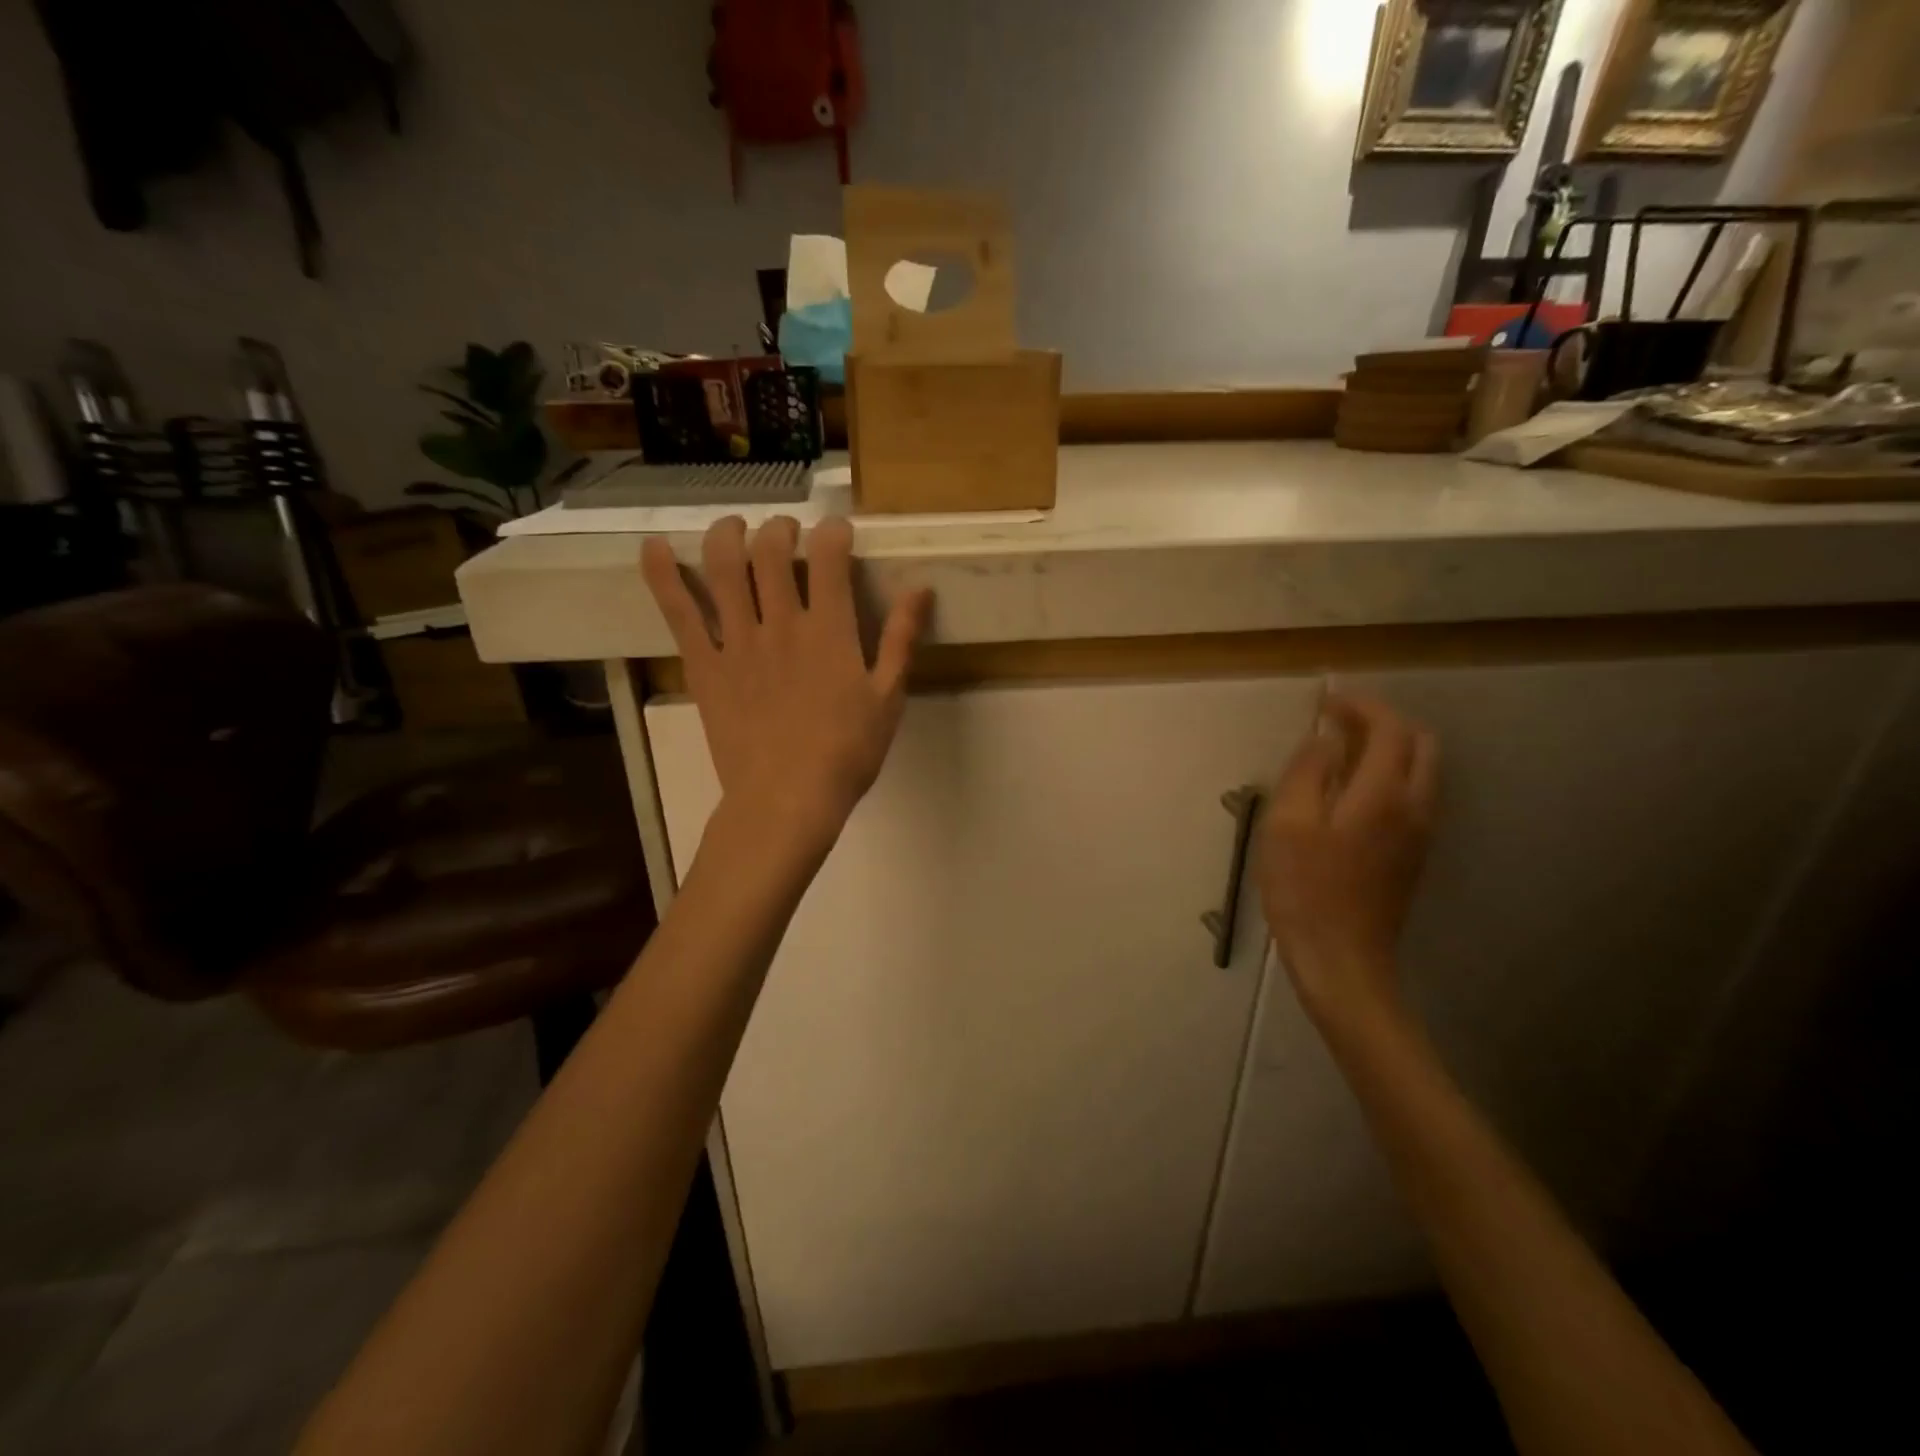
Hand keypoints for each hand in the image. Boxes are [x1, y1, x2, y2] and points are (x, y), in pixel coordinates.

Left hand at [642, 515, 931, 857]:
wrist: (787, 800)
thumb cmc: (846, 754)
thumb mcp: (888, 698)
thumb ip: (901, 640)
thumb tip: (920, 588)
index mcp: (829, 631)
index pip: (828, 557)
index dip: (832, 531)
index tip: (837, 531)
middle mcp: (780, 623)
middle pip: (771, 551)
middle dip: (780, 529)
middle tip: (786, 534)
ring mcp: (736, 642)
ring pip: (724, 567)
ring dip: (727, 534)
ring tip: (734, 527)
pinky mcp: (703, 665)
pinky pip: (678, 612)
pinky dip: (662, 575)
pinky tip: (655, 547)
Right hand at [1255, 693, 1437, 1022]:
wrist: (1342, 959)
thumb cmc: (1304, 889)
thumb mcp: (1288, 824)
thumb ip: (1308, 772)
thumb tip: (1326, 739)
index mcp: (1384, 795)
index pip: (1390, 729)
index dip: (1360, 706)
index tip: (1326, 703)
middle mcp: (1415, 807)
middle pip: (1420, 744)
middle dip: (1382, 722)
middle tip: (1337, 723)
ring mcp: (1420, 834)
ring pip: (1421, 771)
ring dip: (1388, 749)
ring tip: (1339, 753)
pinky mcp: (1412, 855)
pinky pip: (1412, 796)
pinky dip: (1388, 776)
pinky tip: (1349, 792)